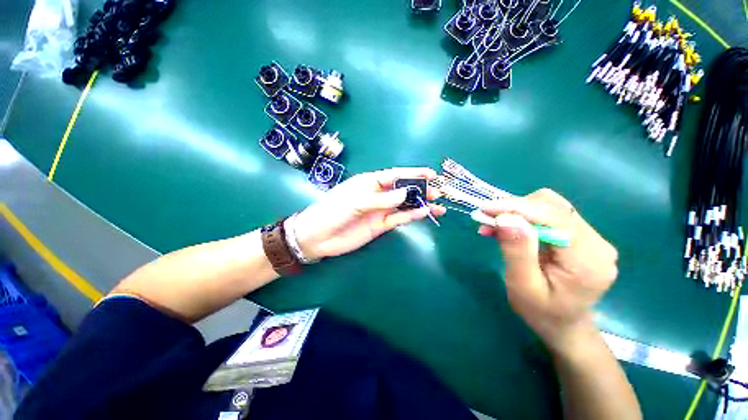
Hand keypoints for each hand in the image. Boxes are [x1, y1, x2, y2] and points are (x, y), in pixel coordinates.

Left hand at [293, 168, 445, 259]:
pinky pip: (398, 219)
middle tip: (437, 192)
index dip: (413, 174)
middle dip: (420, 190)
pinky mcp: (381, 225)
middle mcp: (378, 195)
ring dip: (419, 204)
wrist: (319, 237)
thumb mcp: (356, 201)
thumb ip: (381, 199)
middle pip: (402, 190)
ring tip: (438, 205)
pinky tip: (424, 214)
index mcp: (370, 182)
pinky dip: (411, 216)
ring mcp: (380, 211)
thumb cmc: (333, 211)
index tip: (431, 174)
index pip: (395, 175)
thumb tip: (406, 194)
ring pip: (404, 205)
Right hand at [478, 188, 617, 351]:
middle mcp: (598, 243)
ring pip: (550, 206)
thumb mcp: (523, 286)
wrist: (564, 325)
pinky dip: (523, 217)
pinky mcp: (581, 236)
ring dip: (517, 211)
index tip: (486, 209)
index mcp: (589, 261)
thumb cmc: (541, 312)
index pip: (555, 217)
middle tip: (486, 219)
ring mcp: (592, 238)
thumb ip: (517, 251)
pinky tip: (506, 228)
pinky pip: (549, 215)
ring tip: (493, 225)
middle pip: (554, 206)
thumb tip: (506, 217)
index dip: (519, 207)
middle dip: (515, 208)